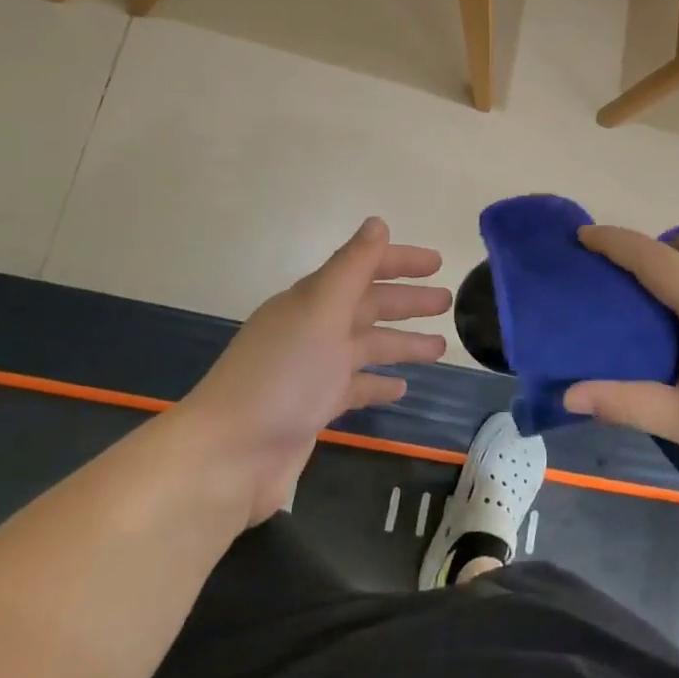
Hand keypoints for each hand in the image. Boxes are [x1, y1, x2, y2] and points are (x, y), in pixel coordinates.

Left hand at [173, 217, 449, 524]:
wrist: (230, 455)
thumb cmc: (282, 375)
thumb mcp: (321, 311)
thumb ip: (352, 267)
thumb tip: (377, 222)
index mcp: (313, 300)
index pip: (362, 268)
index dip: (399, 261)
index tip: (438, 262)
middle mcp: (312, 329)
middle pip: (368, 307)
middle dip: (407, 302)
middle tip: (448, 302)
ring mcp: (312, 370)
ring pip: (366, 347)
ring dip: (402, 343)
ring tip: (441, 348)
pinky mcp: (313, 408)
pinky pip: (354, 387)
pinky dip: (378, 384)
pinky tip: (402, 388)